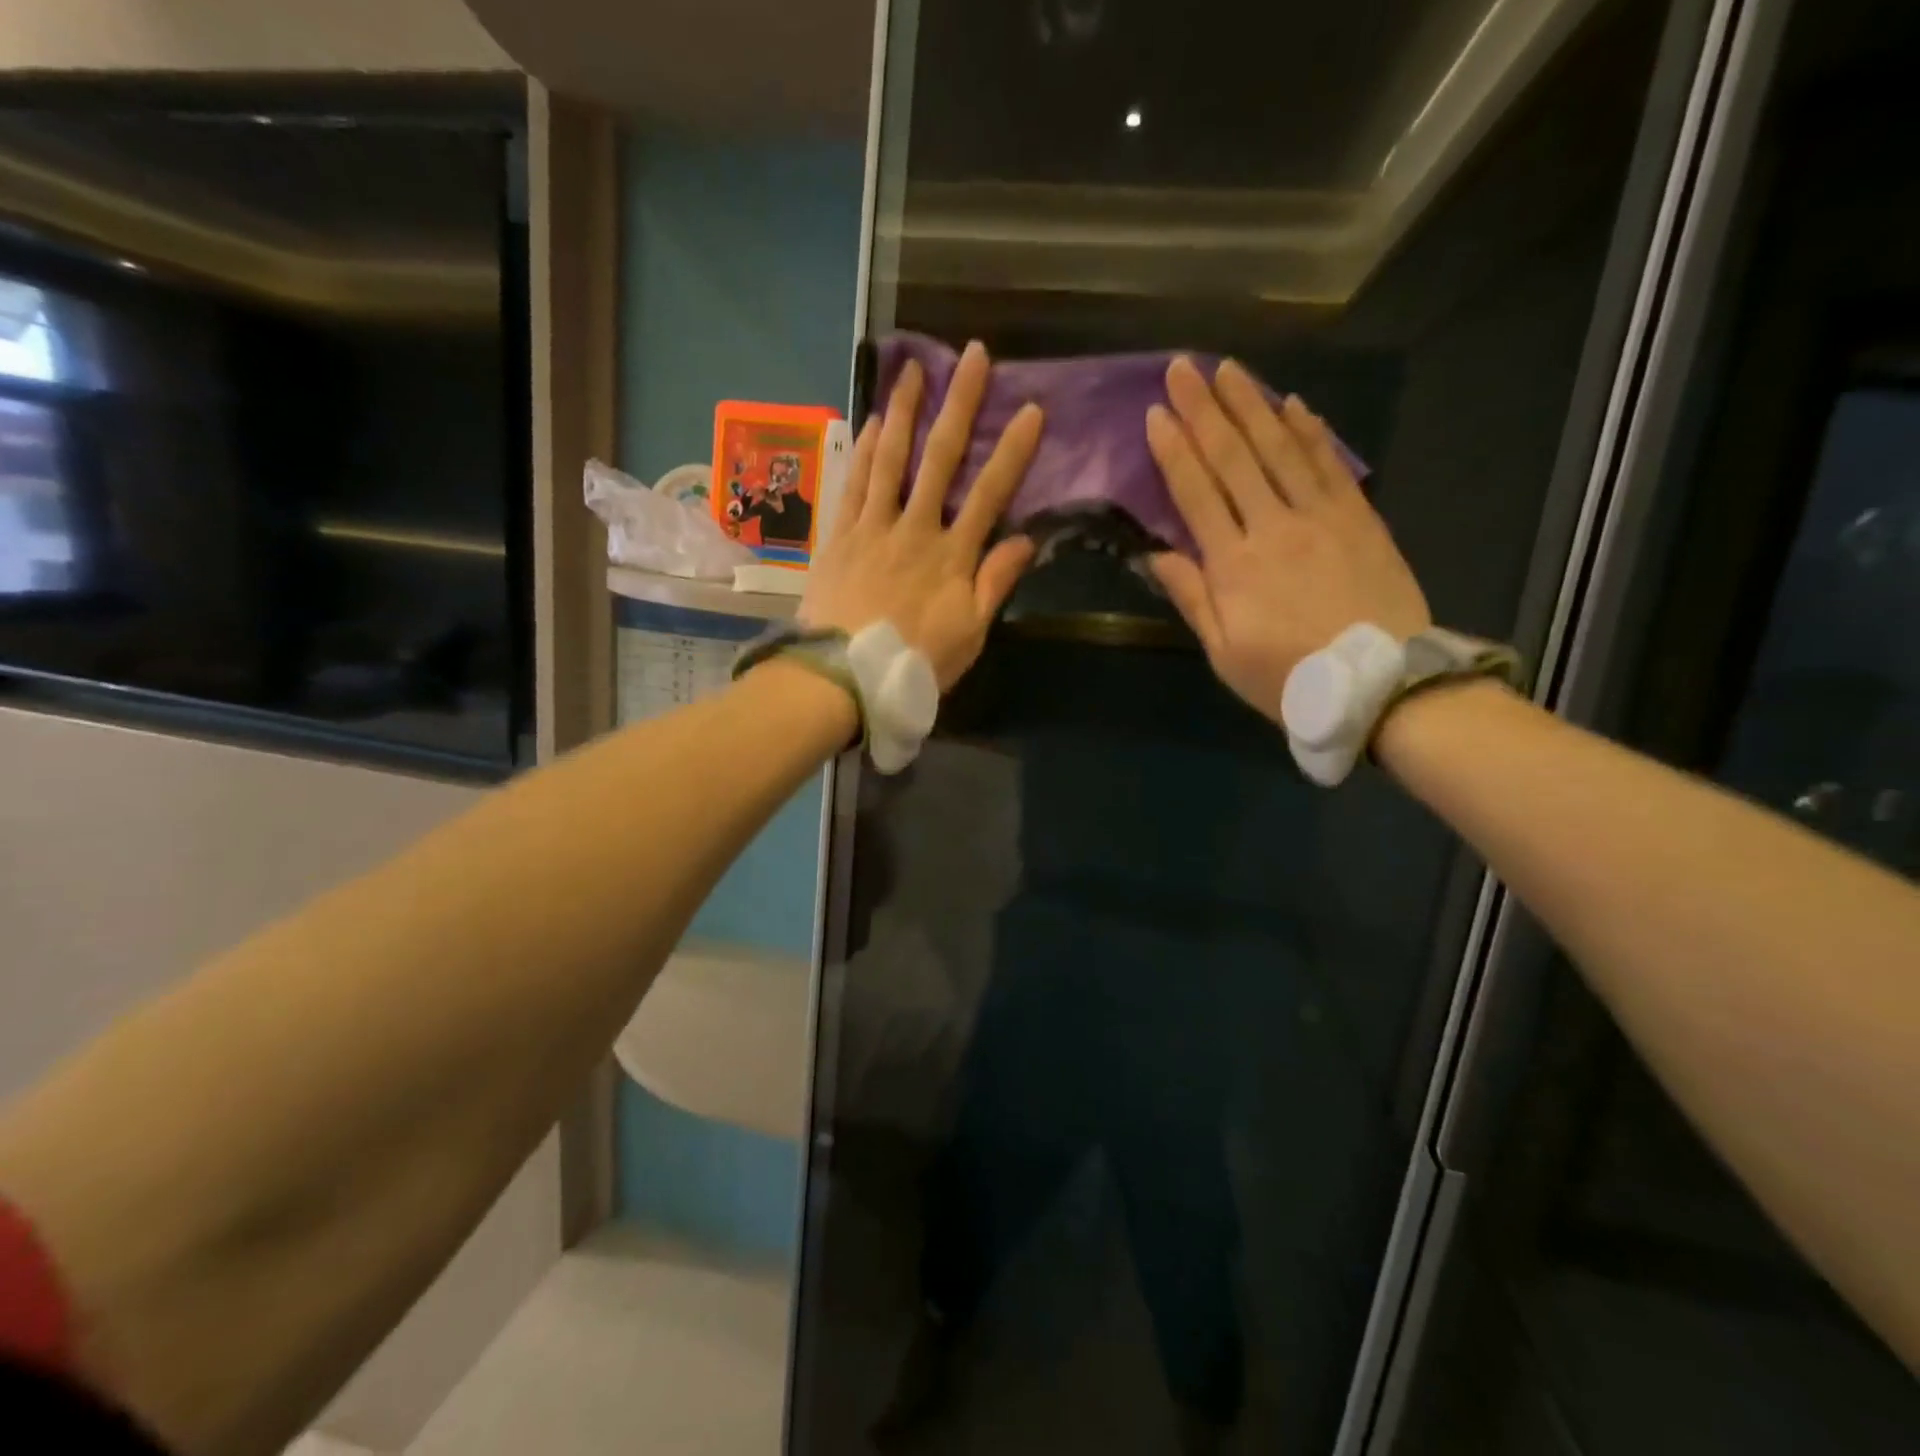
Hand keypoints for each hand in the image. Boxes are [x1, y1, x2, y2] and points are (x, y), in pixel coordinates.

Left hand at [801, 342, 1040, 689]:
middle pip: (942, 459)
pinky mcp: (841, 535)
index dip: (1013, 451)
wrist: (843, 675)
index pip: (990, 493)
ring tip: (914, 368)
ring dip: (906, 411)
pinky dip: (865, 450)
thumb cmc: (914, 661)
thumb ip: (995, 584)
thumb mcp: (969, 634)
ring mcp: (874, 527)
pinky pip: (855, 483)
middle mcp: (915, 528)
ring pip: (892, 459)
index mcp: (953, 555)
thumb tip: (1026, 540)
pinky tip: (874, 422)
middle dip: (961, 405)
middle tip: (974, 356)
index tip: (1031, 409)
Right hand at [1146, 356, 1429, 725]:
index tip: (1155, 413)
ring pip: (1280, 448)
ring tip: (1229, 369)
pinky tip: (1292, 403)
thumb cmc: (1289, 678)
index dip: (1174, 450)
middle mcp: (1274, 527)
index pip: (1196, 493)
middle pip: (1234, 457)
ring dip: (1252, 404)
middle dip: (1205, 409)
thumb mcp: (1224, 653)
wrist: (1382, 684)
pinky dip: (1310, 429)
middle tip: (1184, 367)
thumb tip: (1156, 555)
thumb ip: (1192, 598)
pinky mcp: (1359, 516)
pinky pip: (1329, 463)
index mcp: (1234, 565)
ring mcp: (1321, 516)